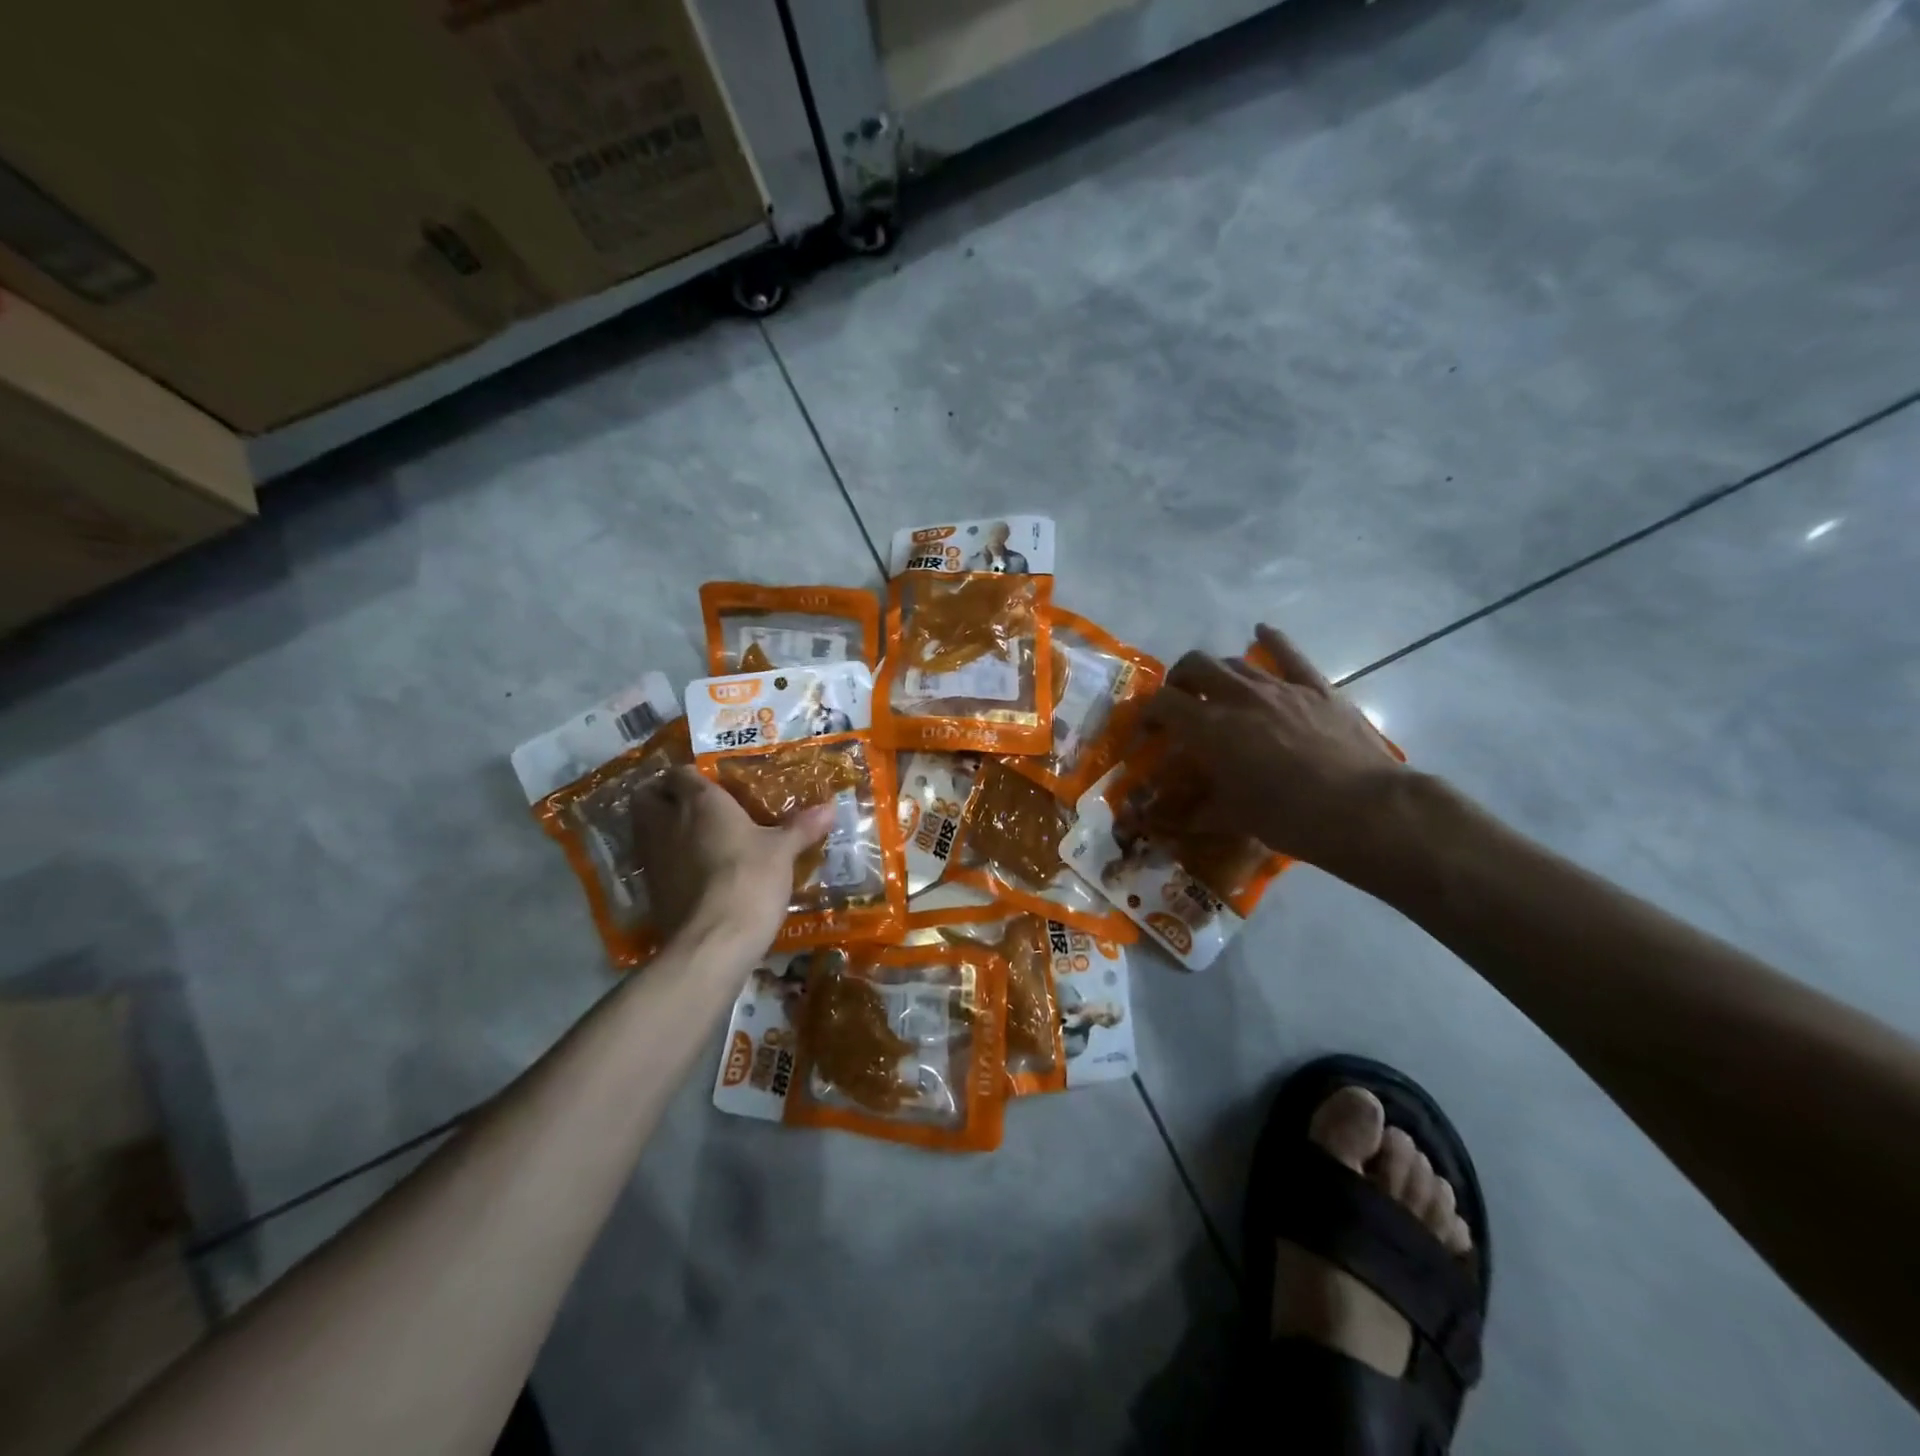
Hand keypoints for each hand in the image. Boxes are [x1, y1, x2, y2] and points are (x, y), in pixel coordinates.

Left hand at [630, 767, 834, 952]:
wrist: (714, 940)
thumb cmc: (750, 878)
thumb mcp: (783, 852)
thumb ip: (802, 827)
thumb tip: (830, 807)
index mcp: (700, 802)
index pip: (681, 773)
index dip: (691, 775)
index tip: (711, 783)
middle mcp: (668, 822)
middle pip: (647, 797)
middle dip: (662, 796)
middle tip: (690, 805)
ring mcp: (653, 857)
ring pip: (643, 829)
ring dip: (660, 827)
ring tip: (691, 836)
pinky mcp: (649, 890)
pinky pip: (651, 861)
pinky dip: (665, 860)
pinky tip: (691, 870)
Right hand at [1140, 624, 1404, 871]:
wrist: (1362, 809)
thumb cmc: (1287, 817)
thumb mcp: (1230, 818)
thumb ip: (1190, 813)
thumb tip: (1158, 821)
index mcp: (1209, 727)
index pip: (1163, 702)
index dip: (1149, 713)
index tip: (1150, 731)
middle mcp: (1238, 696)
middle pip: (1195, 665)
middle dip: (1180, 680)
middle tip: (1181, 702)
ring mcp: (1279, 686)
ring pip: (1235, 662)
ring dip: (1218, 672)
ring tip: (1218, 690)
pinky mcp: (1316, 687)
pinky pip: (1289, 653)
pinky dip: (1271, 640)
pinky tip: (1262, 633)